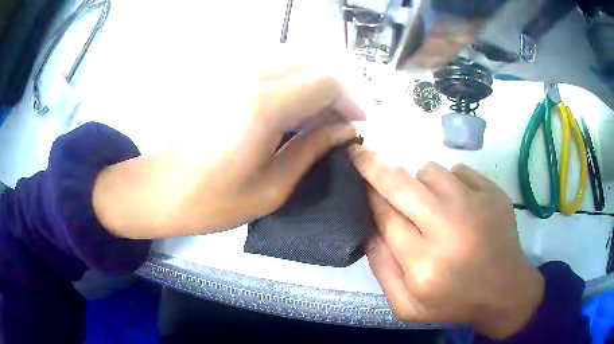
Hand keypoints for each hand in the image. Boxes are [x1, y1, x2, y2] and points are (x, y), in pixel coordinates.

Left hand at [93, 67, 364, 238]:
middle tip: (338, 125)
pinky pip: (270, 68)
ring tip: (316, 121)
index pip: (326, 82)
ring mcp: (233, 72)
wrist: (161, 189)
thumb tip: (345, 132)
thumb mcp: (272, 188)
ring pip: (293, 63)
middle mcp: (250, 77)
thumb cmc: (212, 201)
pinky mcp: (223, 77)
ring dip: (313, 88)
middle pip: (312, 67)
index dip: (350, 102)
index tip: (355, 126)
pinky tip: (288, 112)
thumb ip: (313, 151)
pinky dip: (291, 85)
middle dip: (335, 94)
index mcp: (264, 106)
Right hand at [349, 147, 543, 339]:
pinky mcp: (493, 192)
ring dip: (419, 182)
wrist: (505, 291)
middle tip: (361, 154)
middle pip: (400, 183)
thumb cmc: (454, 302)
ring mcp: (475, 204)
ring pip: (430, 171)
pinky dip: (450, 182)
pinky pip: (458, 170)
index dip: (367, 194)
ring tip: (429, 203)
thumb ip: (382, 269)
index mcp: (423, 264)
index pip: (383, 216)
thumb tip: (367, 229)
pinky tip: (458, 205)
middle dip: (374, 165)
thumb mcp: (407, 306)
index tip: (356, 178)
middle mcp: (449, 228)